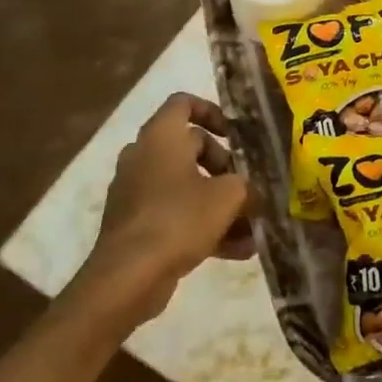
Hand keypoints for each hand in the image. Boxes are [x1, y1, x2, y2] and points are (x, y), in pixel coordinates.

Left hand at [73, 94, 252, 324]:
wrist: (127, 278)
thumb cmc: (178, 219)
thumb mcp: (227, 197)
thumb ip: (246, 187)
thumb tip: (254, 193)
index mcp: (161, 136)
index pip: (183, 103)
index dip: (212, 112)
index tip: (234, 134)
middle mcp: (143, 156)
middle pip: (190, 148)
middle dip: (224, 168)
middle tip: (247, 187)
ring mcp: (136, 192)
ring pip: (185, 186)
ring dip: (219, 204)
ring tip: (251, 229)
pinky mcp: (135, 224)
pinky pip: (175, 215)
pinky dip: (202, 227)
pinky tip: (237, 251)